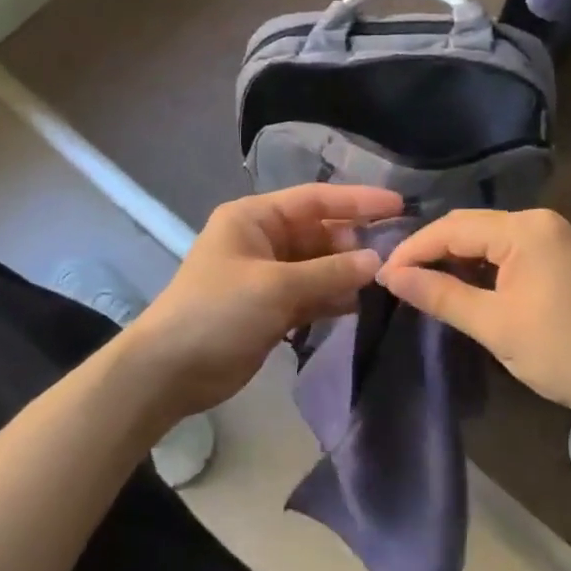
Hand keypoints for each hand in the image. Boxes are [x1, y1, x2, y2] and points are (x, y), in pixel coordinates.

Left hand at [125, 184, 403, 419]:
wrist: (171, 371)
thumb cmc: (218, 312)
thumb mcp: (275, 286)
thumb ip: (329, 272)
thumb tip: (377, 261)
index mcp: (254, 218)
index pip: (314, 199)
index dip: (357, 201)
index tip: (399, 205)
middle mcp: (263, 240)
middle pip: (320, 233)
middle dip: (355, 242)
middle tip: (398, 254)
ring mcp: (268, 276)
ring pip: (319, 266)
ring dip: (348, 273)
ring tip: (390, 279)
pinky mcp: (272, 308)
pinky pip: (312, 294)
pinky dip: (334, 298)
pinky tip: (364, 304)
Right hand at [377, 208, 570, 422]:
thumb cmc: (563, 353)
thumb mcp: (494, 325)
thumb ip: (440, 295)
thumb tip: (391, 276)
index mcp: (525, 230)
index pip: (452, 227)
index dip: (413, 249)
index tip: (381, 275)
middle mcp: (538, 221)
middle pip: (468, 226)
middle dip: (430, 250)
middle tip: (396, 279)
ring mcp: (551, 236)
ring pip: (484, 237)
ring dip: (452, 258)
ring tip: (419, 283)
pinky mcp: (556, 254)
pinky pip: (504, 250)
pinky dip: (478, 266)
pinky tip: (458, 284)